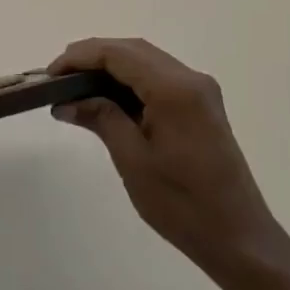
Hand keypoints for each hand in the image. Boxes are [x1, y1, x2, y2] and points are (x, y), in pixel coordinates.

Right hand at [50, 38, 284, 284]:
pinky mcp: (201, 106)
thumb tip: (65, 102)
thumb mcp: (132, 160)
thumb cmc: (183, 204)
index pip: (118, 54)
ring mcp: (199, 91)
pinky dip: (128, 81)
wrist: (240, 239)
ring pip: (145, 60)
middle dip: (92, 57)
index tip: (49, 74)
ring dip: (109, 67)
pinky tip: (105, 98)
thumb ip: (101, 118)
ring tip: (74, 86)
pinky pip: (158, 78)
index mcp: (175, 89)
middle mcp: (190, 79)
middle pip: (132, 50)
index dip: (80, 57)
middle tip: (57, 78)